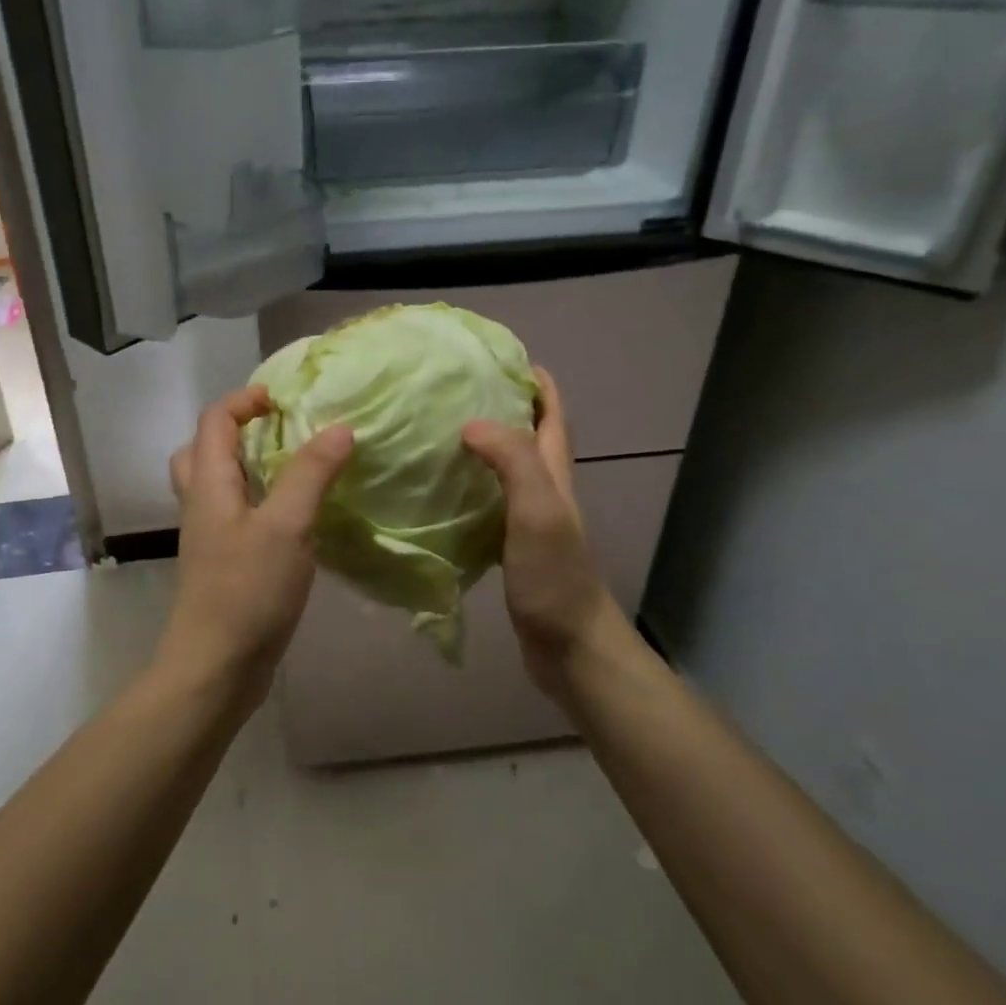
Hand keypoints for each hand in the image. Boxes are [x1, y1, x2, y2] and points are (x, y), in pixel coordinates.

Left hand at [163, 385, 353, 701]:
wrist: (215, 668)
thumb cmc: (247, 591)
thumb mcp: (286, 526)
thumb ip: (311, 474)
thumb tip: (340, 427)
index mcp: (209, 484)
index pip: (215, 421)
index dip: (245, 400)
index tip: (285, 400)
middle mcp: (202, 504)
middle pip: (205, 449)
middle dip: (239, 430)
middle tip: (282, 430)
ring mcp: (210, 537)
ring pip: (219, 484)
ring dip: (249, 466)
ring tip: (293, 468)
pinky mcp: (224, 564)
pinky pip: (236, 515)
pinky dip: (260, 501)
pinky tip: (296, 517)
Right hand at [462, 368, 624, 704]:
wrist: (568, 646)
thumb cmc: (555, 577)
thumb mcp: (538, 510)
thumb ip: (513, 462)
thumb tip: (472, 422)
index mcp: (555, 473)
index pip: (552, 413)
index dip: (535, 382)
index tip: (500, 358)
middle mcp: (544, 489)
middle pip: (528, 434)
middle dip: (501, 405)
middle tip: (454, 390)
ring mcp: (528, 519)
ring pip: (505, 468)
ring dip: (481, 445)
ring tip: (437, 430)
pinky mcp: (510, 545)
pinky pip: (487, 501)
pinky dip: (467, 485)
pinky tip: (436, 489)